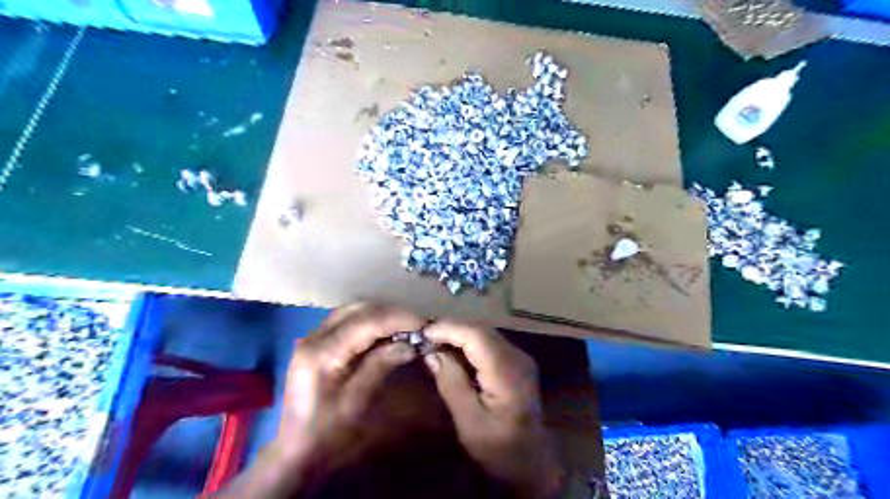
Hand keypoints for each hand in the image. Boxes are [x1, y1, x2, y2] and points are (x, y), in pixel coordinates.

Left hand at [272, 301, 423, 484]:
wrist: (295, 451)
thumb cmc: (327, 434)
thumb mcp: (357, 402)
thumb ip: (380, 366)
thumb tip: (409, 343)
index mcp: (322, 353)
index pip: (366, 322)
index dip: (397, 318)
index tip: (423, 324)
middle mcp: (314, 337)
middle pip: (358, 309)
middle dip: (390, 313)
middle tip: (416, 326)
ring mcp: (313, 337)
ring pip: (353, 310)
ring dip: (380, 314)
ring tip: (404, 327)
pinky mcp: (316, 342)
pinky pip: (347, 319)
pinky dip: (369, 320)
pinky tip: (385, 333)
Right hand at [424, 321, 560, 496]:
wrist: (533, 462)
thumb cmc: (500, 449)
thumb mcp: (469, 423)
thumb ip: (452, 385)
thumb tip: (432, 353)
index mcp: (507, 374)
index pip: (477, 336)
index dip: (449, 329)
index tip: (423, 333)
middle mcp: (517, 358)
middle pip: (481, 330)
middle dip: (451, 328)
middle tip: (423, 336)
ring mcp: (519, 358)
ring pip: (485, 332)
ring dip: (459, 333)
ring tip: (433, 340)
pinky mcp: (516, 362)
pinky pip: (489, 342)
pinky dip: (468, 341)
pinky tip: (452, 350)